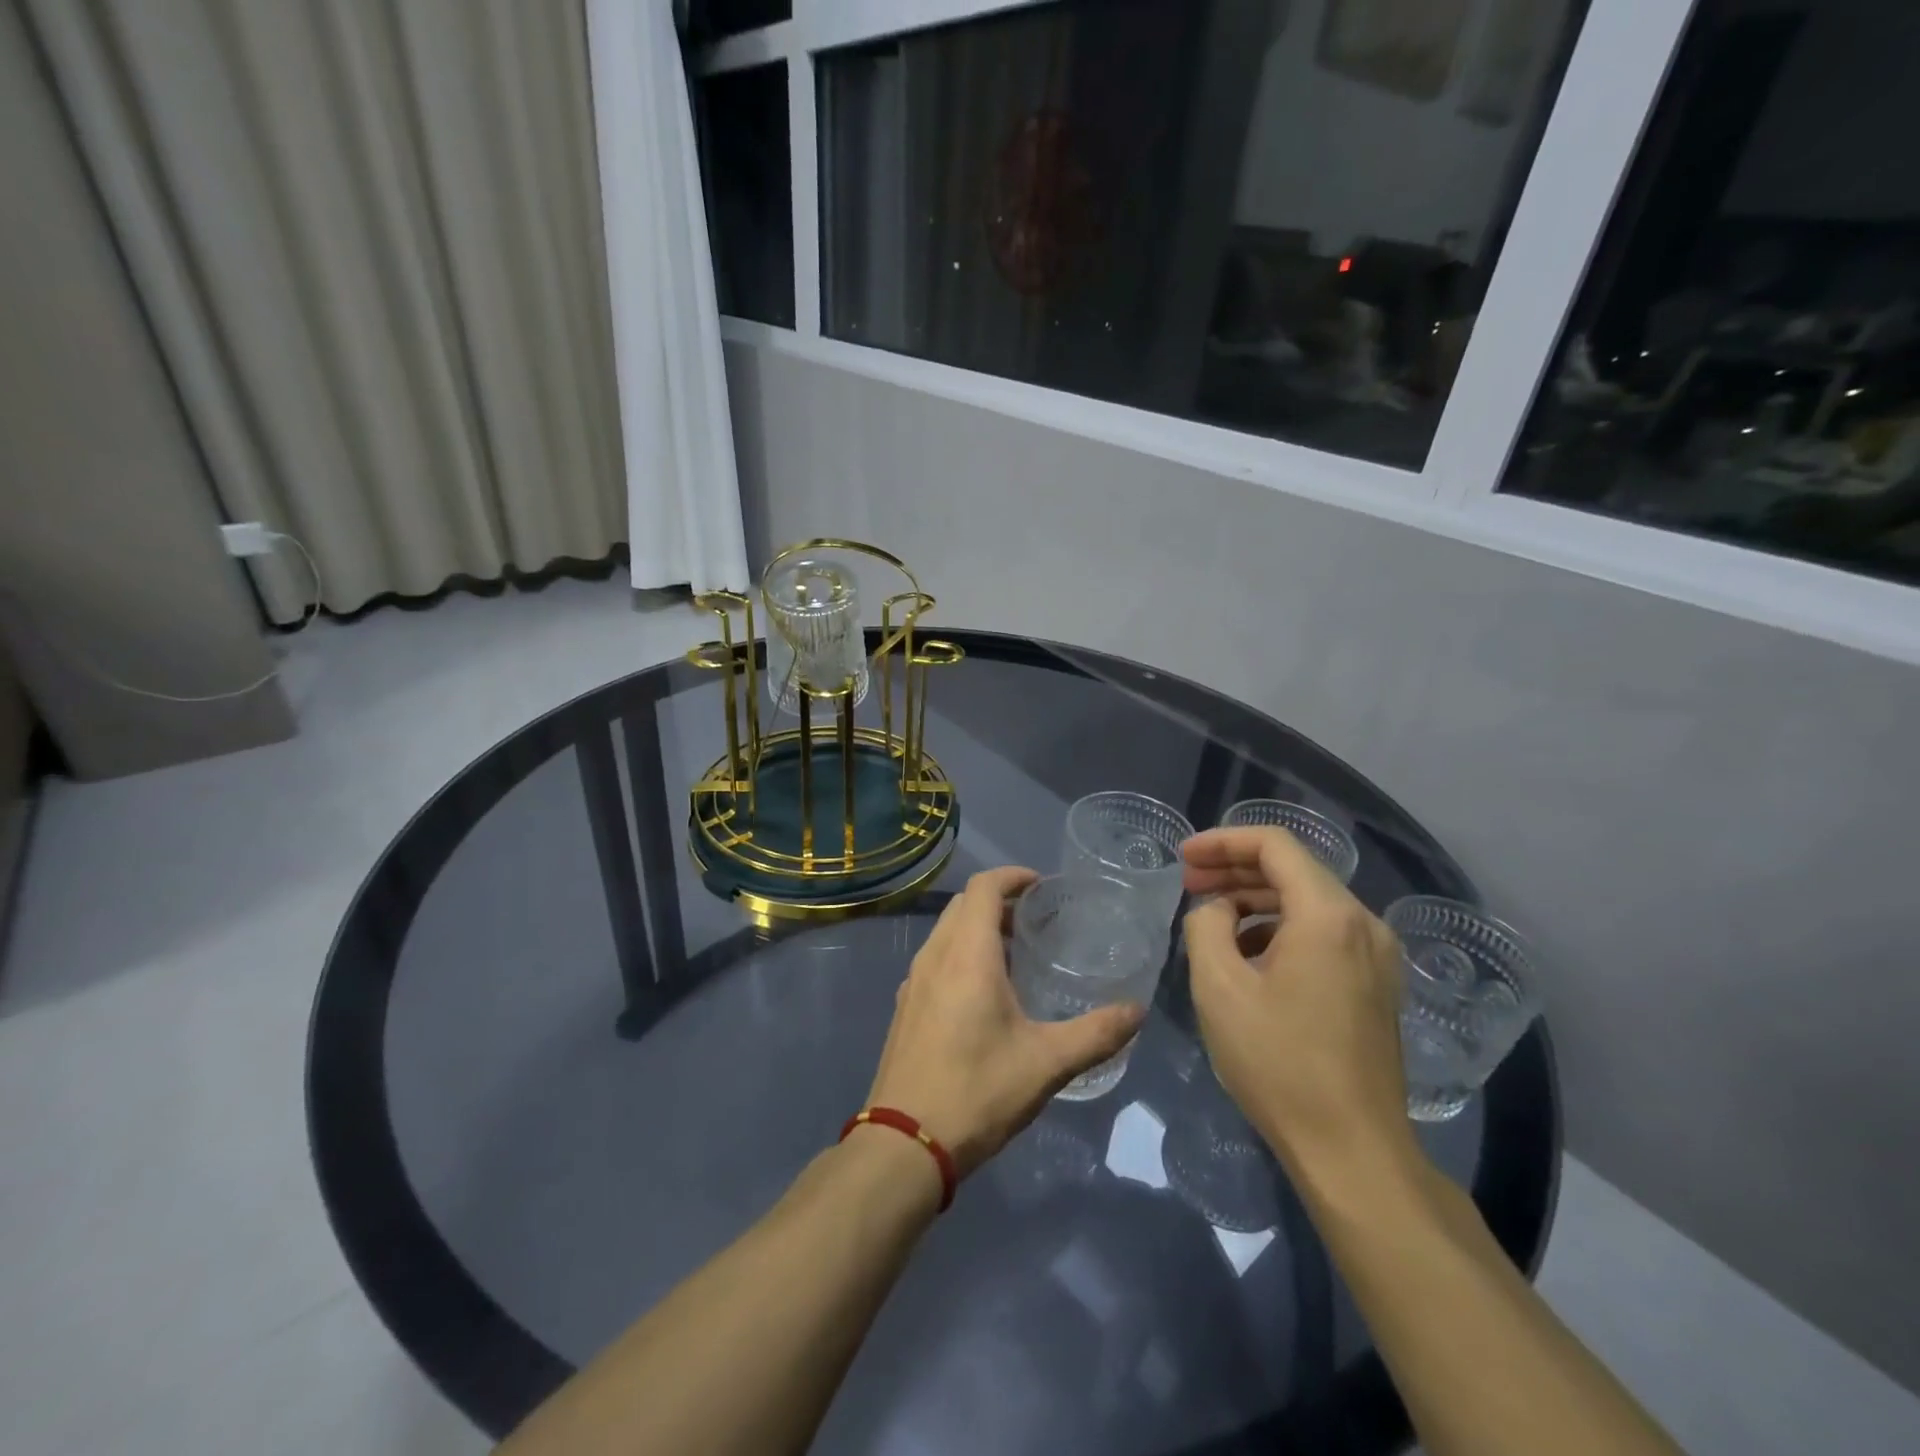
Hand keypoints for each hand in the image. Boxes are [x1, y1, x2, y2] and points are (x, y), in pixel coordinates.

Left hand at [866, 867, 1145, 1177]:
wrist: (905, 1143)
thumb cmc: (977, 1091)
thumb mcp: (1046, 1063)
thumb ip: (1096, 1033)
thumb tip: (1137, 1011)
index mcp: (966, 954)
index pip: (984, 887)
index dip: (1012, 876)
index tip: (1041, 885)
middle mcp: (935, 956)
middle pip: (963, 905)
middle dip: (998, 900)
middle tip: (1034, 919)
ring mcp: (914, 982)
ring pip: (945, 932)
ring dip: (977, 928)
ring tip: (1014, 953)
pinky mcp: (905, 1007)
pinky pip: (935, 959)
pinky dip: (960, 953)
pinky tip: (983, 993)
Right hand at [1181, 828, 1415, 1183]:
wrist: (1352, 1151)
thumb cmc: (1279, 1063)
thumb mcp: (1219, 987)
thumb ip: (1207, 926)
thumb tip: (1217, 911)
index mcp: (1328, 915)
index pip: (1274, 845)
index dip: (1222, 841)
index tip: (1183, 858)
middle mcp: (1363, 924)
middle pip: (1293, 870)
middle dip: (1235, 869)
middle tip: (1188, 883)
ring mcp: (1377, 956)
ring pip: (1308, 902)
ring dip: (1255, 900)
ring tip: (1211, 919)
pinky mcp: (1376, 985)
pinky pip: (1323, 934)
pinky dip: (1280, 929)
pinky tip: (1247, 955)